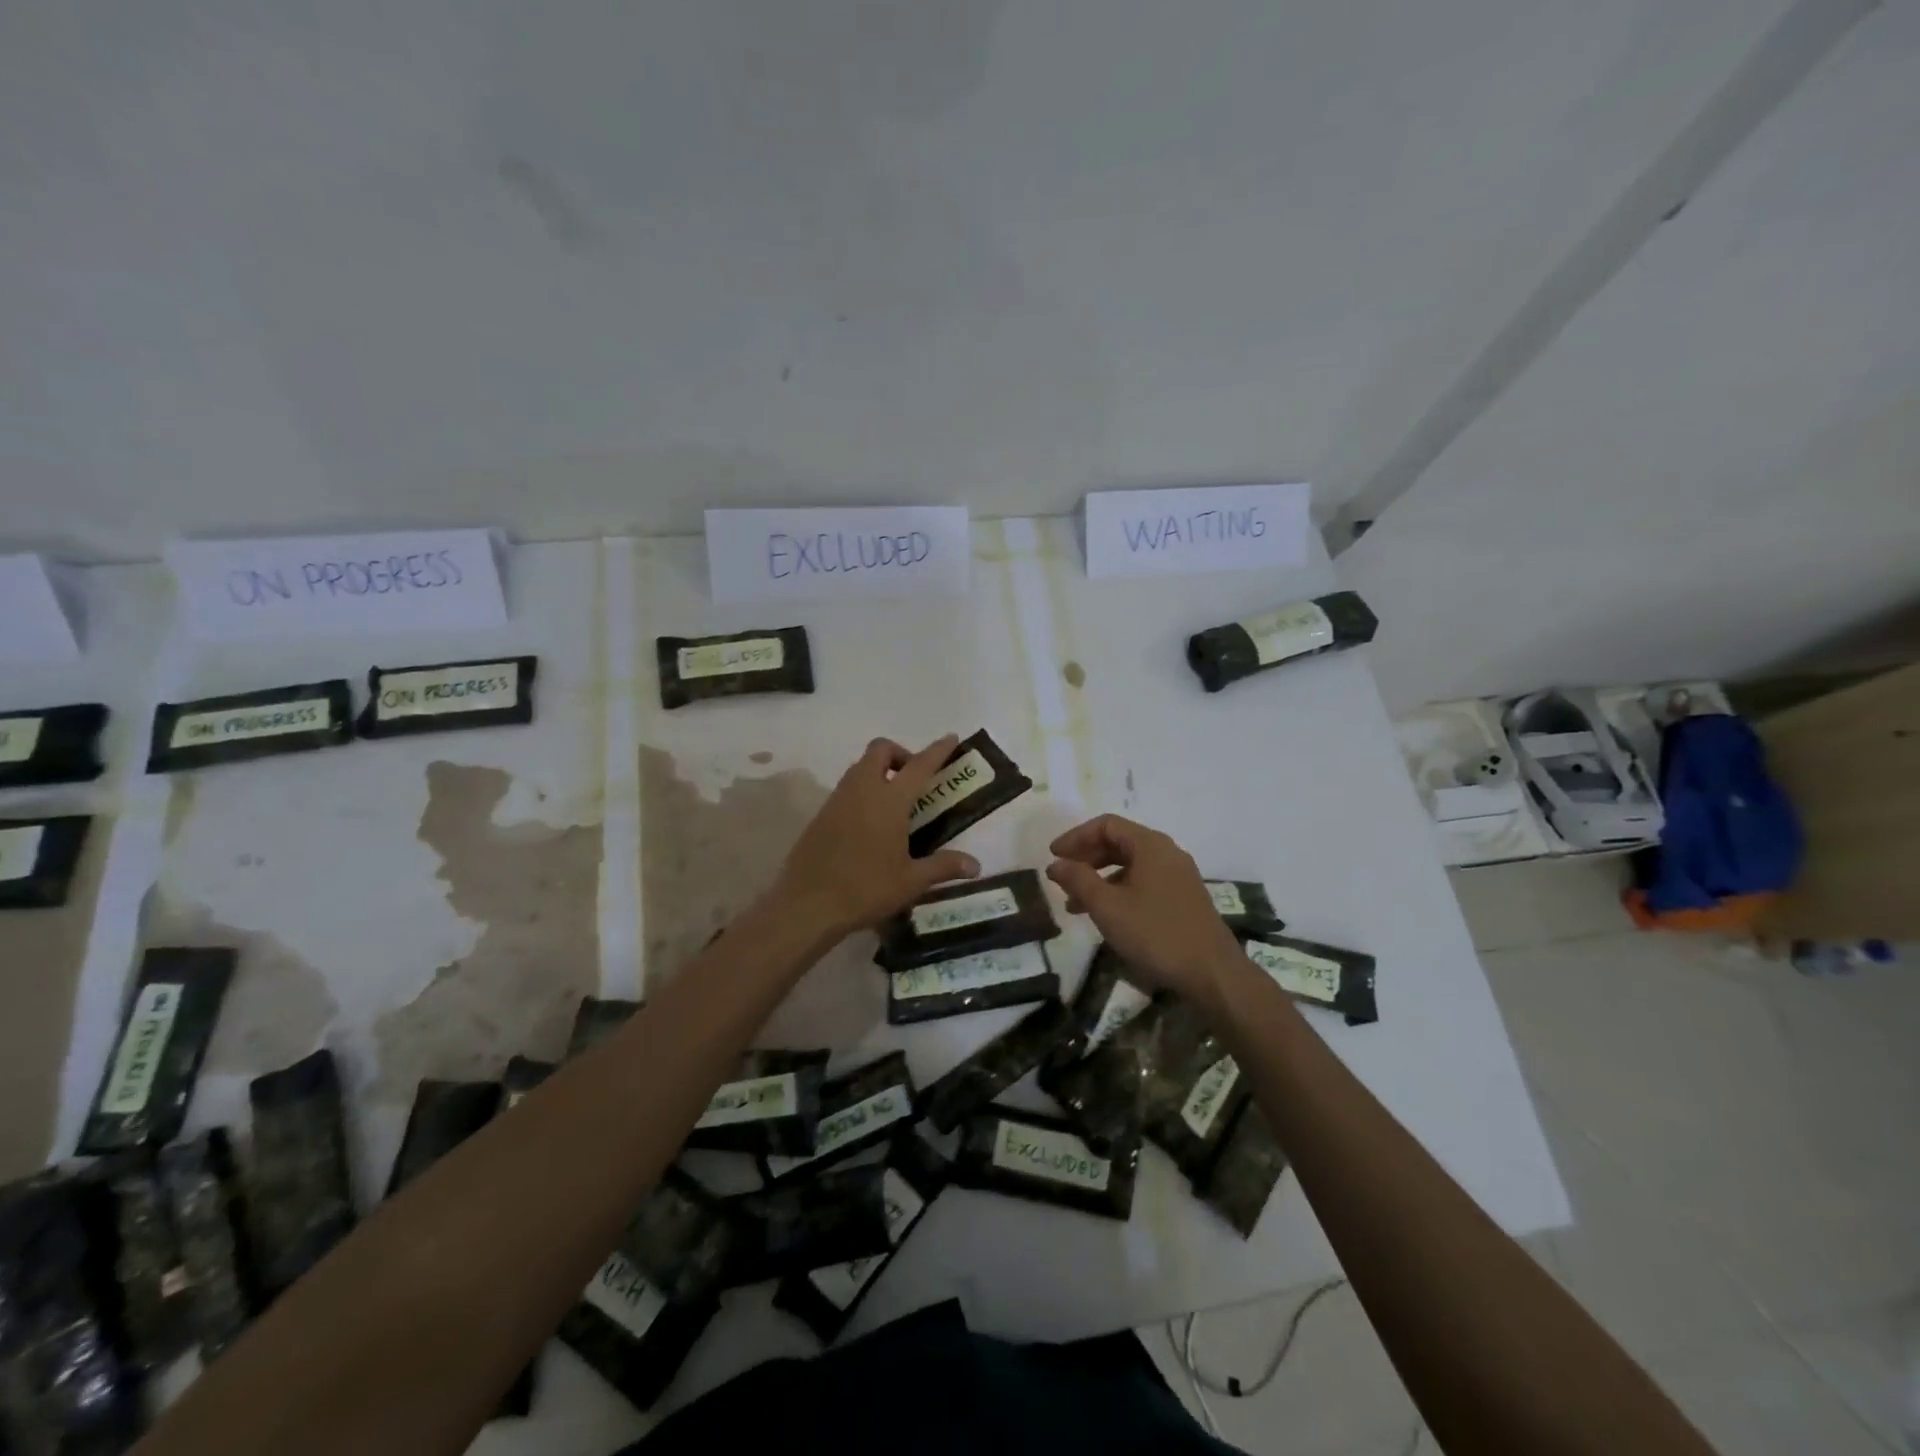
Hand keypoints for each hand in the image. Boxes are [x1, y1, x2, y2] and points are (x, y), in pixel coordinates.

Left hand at [771, 735, 980, 938]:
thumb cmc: (866, 889)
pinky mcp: (821, 815)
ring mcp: (837, 800)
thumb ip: (944, 867)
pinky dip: (862, 790)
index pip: (919, 765)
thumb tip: (976, 865)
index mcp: (889, 800)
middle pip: (880, 750)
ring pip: (859, 766)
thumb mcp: (911, 881)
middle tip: (914, 779)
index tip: (951, 737)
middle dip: (900, 753)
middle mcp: (862, 790)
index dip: (937, 750)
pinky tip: (870, 823)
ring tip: (894, 802)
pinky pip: (846, 788)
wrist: (807, 904)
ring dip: (879, 771)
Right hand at [1046, 814, 1245, 1010]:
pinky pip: (1143, 882)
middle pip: (1119, 842)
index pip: (1106, 825)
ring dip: (1100, 878)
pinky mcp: (1183, 898)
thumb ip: (1078, 879)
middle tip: (1062, 876)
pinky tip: (1106, 916)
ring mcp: (1178, 876)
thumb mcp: (1107, 906)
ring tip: (1075, 904)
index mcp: (1150, 845)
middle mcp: (1167, 852)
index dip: (1076, 837)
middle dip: (1086, 857)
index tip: (1053, 856)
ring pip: (1130, 865)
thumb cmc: (1155, 933)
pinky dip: (1119, 891)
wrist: (1212, 973)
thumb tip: (1056, 863)